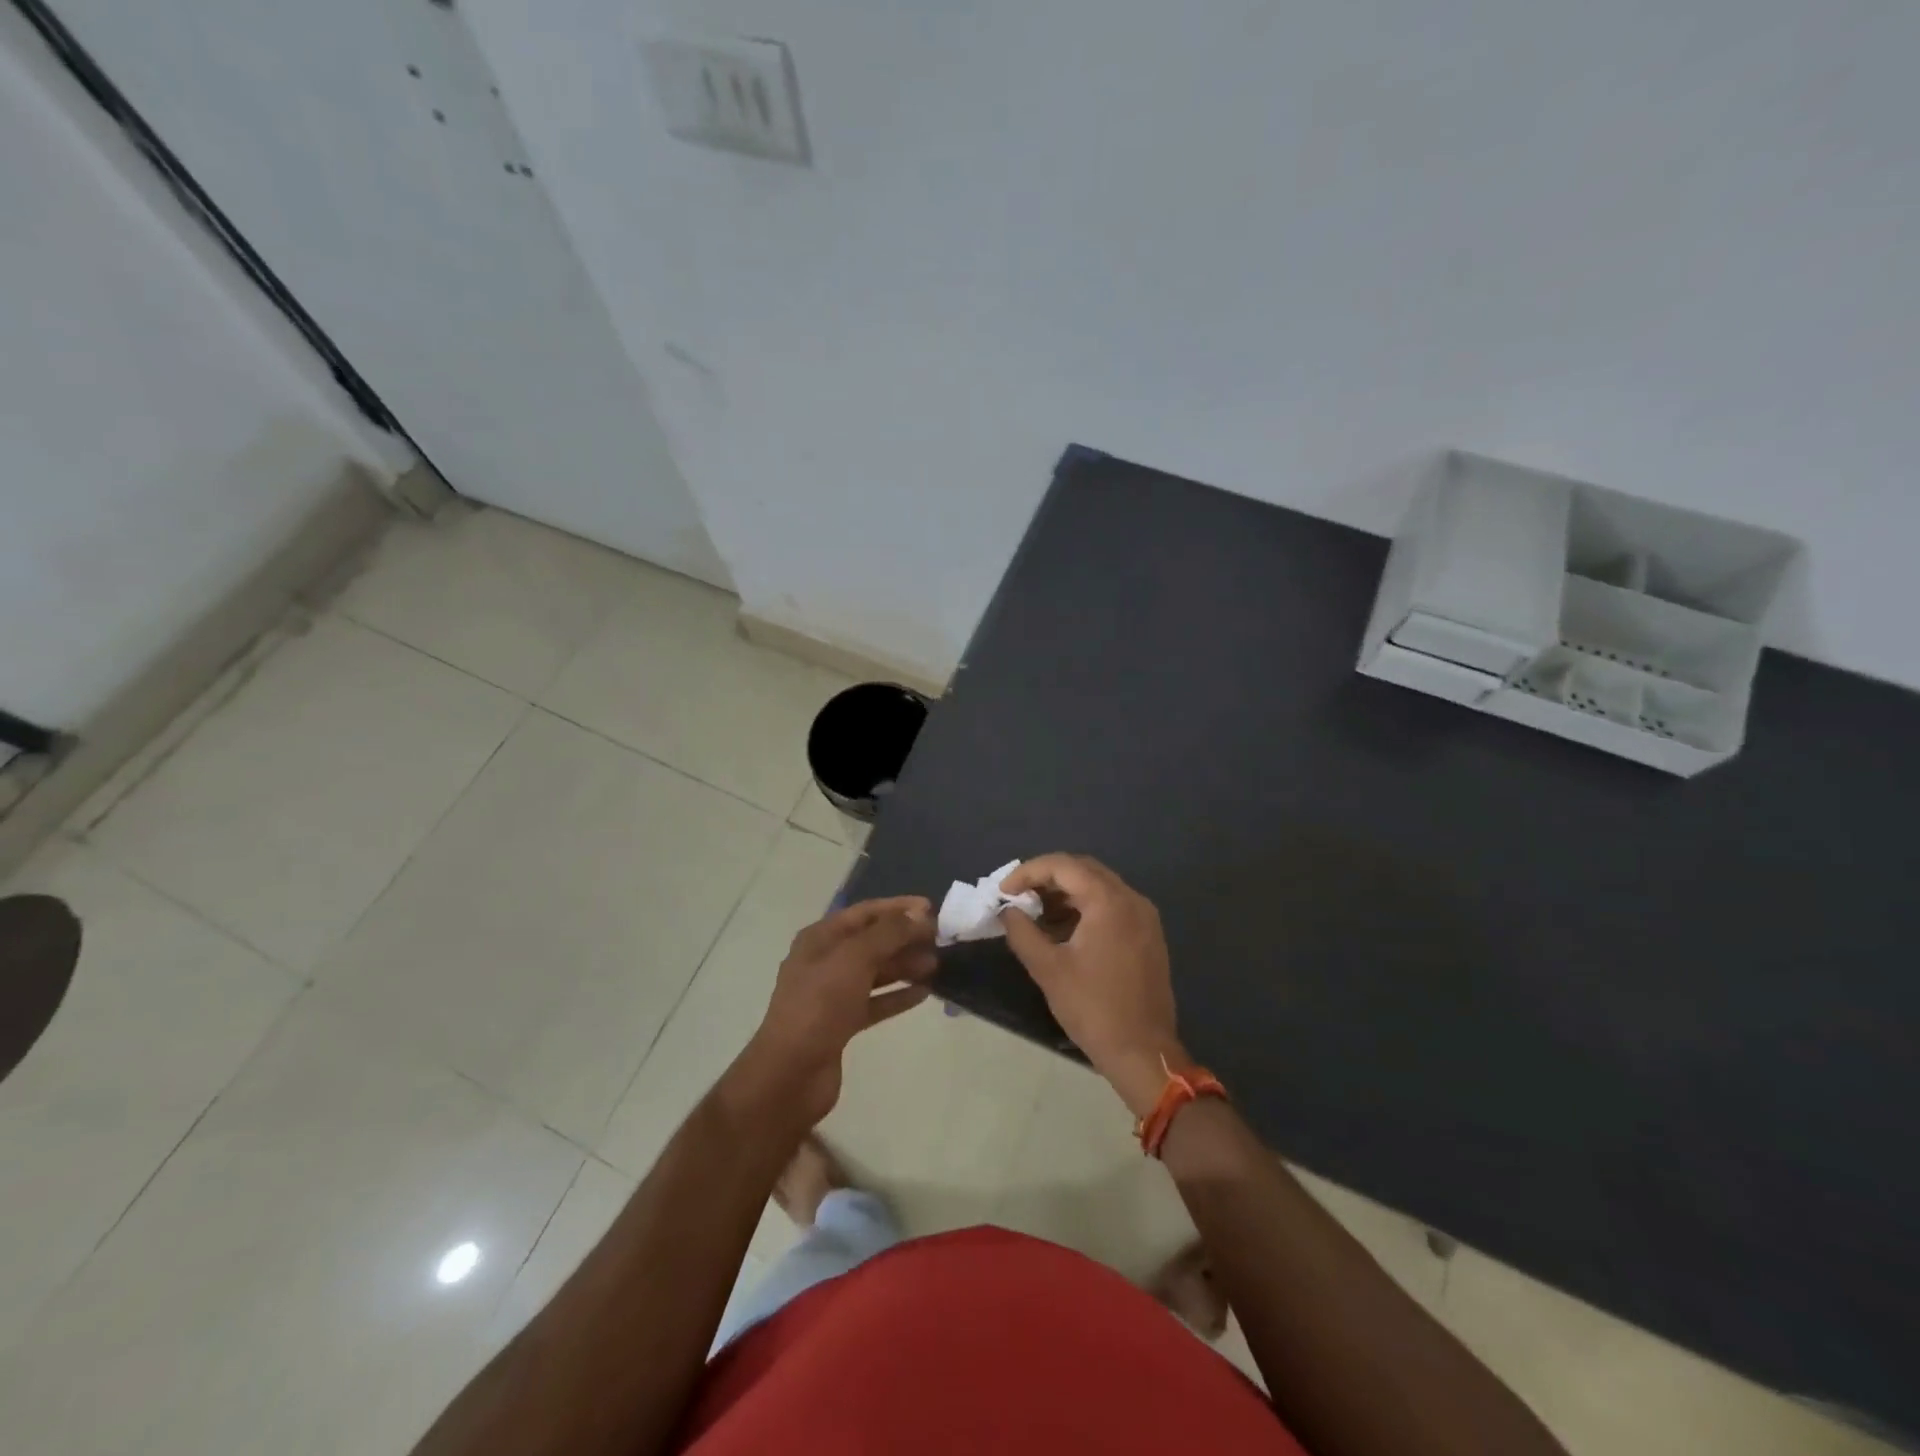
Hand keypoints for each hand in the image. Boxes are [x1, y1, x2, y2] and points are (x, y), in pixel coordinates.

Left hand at [729, 896, 936, 1128]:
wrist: (791, 1073)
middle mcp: (824, 961)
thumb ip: (888, 933)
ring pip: (875, 971)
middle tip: (939, 940)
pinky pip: (875, 1001)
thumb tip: (917, 915)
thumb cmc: (820, 1005)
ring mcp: (832, 993)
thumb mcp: (854, 959)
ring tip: (936, 966)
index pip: (864, 912)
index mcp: (820, 938)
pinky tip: (923, 993)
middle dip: (904, 938)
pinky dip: (897, 995)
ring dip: (904, 966)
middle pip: (871, 941)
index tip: (931, 909)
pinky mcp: (841, 1023)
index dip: (897, 907)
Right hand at [999, 855, 1186, 1117]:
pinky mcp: (1147, 935)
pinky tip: (1063, 929)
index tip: (1004, 891)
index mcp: (1109, 902)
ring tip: (1035, 914)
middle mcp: (1131, 899)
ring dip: (1065, 893)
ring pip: (1098, 887)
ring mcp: (1144, 917)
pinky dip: (1085, 908)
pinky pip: (1112, 905)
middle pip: (1083, 870)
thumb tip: (1007, 911)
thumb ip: (1022, 932)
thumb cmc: (1093, 1008)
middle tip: (1018, 897)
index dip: (1028, 872)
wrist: (1143, 1052)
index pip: (1063, 866)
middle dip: (1046, 878)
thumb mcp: (1048, 969)